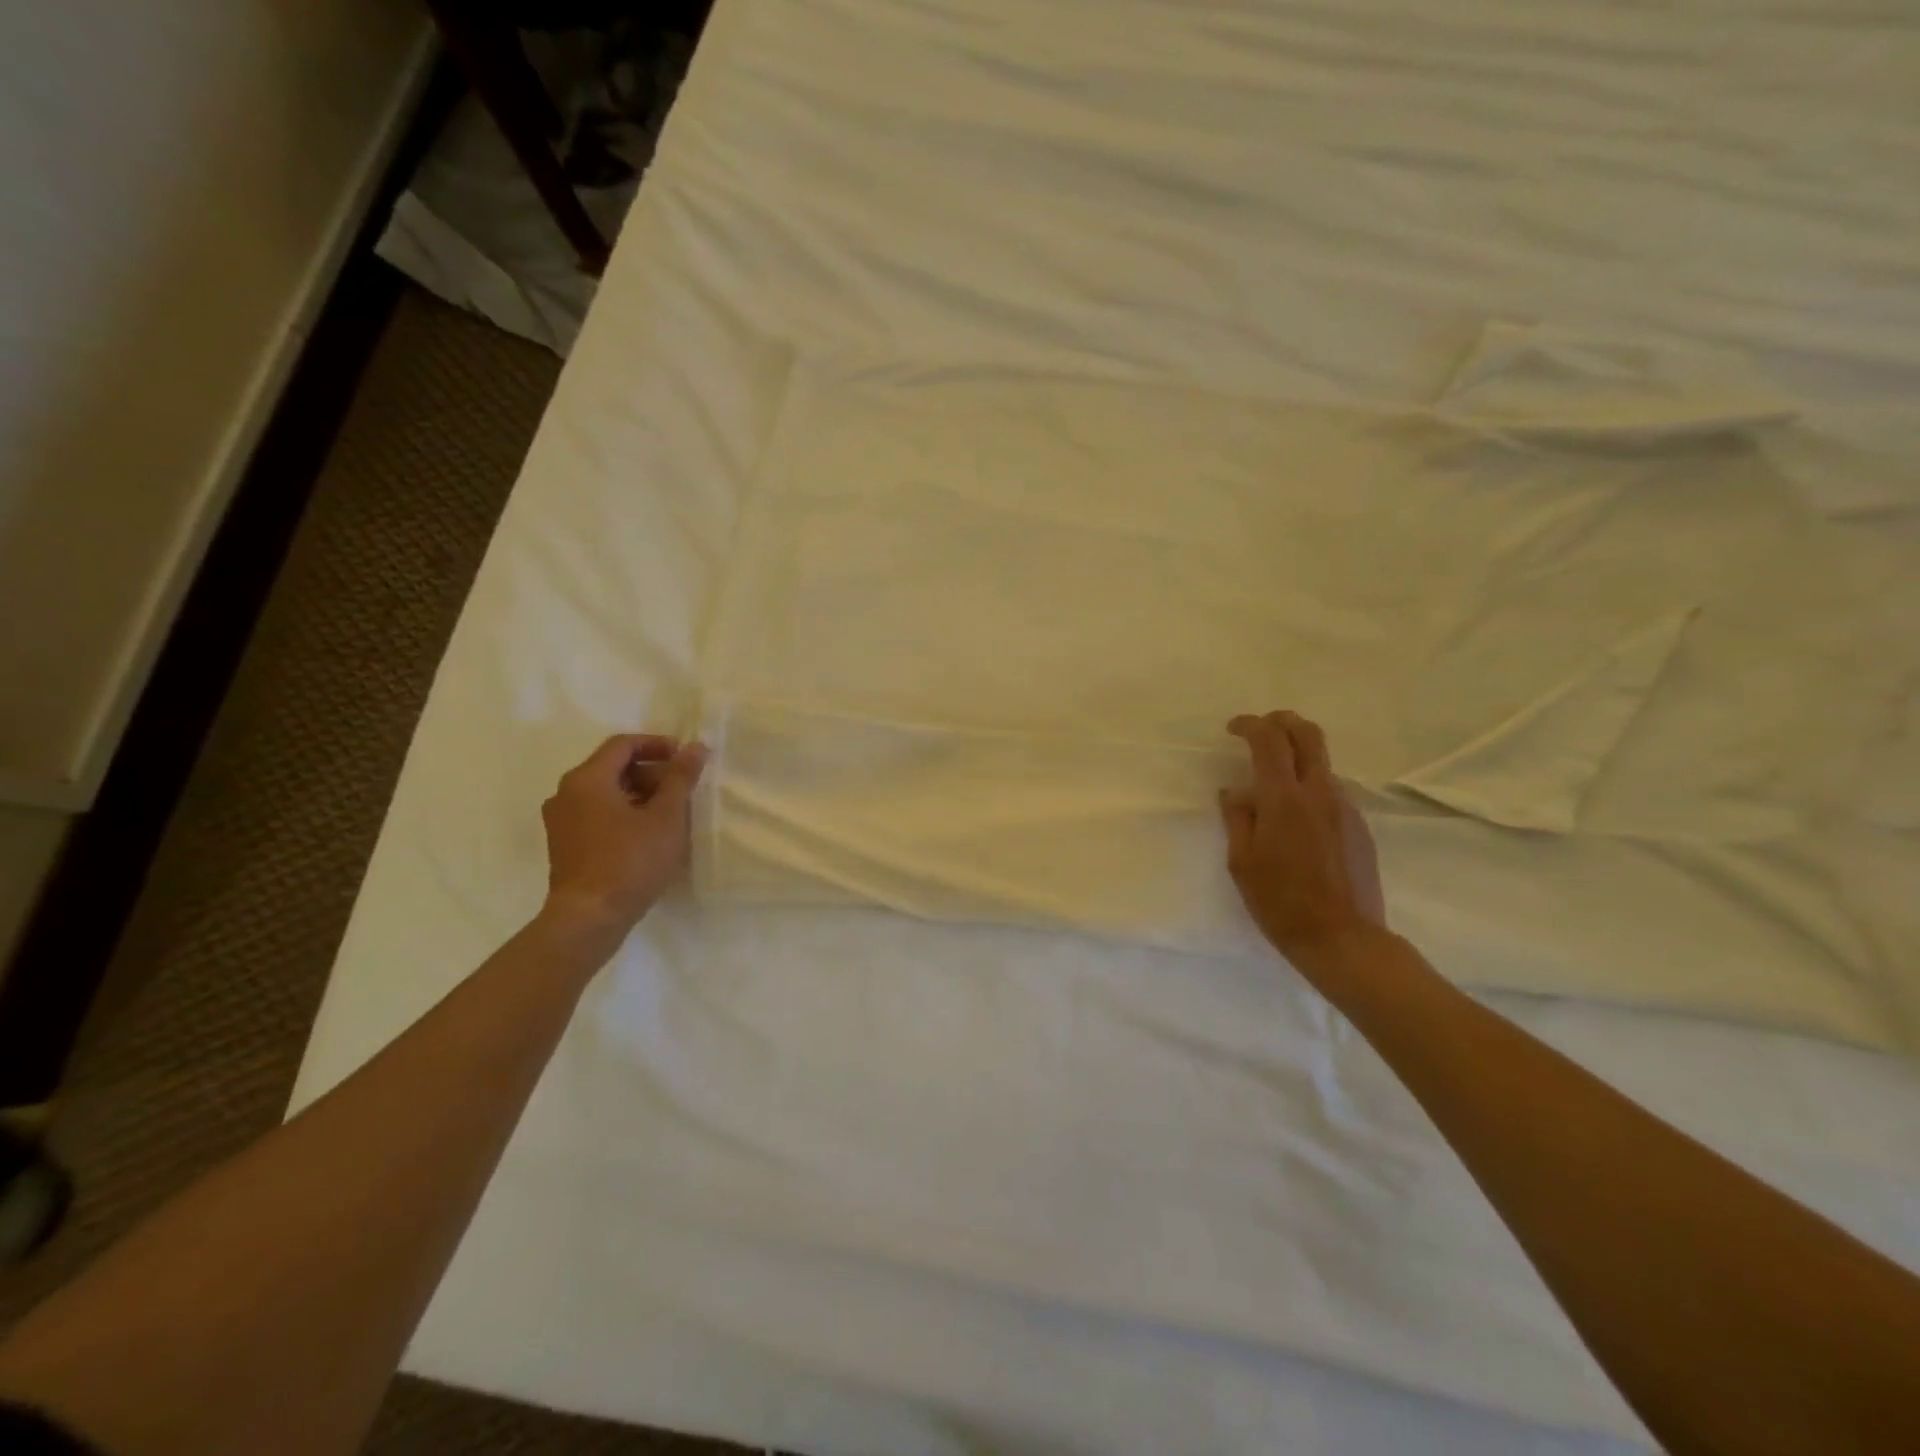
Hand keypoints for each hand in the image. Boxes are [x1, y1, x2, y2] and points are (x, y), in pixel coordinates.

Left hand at [541, 733, 706, 932]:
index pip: (623, 744)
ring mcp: (561, 821)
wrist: (589, 917)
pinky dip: (623, 813)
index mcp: (587, 779)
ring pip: (606, 793)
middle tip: (683, 790)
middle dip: (651, 773)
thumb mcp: (666, 816)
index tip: (685, 759)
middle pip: (613, 767)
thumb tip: (695, 747)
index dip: (657, 745)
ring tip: (670, 814)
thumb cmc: (631, 861)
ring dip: (640, 795)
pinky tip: (648, 835)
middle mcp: (566, 793)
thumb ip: (680, 778)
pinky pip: (597, 814)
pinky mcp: (564, 845)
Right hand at [1219, 710, 1385, 961]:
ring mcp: (1344, 808)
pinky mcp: (1359, 827)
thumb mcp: (1242, 863)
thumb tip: (1234, 792)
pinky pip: (1332, 792)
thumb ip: (1237, 819)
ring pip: (1322, 763)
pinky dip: (1310, 787)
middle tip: (1261, 729)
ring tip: (1274, 782)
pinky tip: (1296, 818)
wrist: (1343, 939)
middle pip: (1308, 734)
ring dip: (1297, 757)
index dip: (1250, 725)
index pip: (1269, 740)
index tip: (1233, 729)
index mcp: (1284, 799)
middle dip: (1283, 721)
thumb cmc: (1280, 903)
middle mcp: (1319, 793)